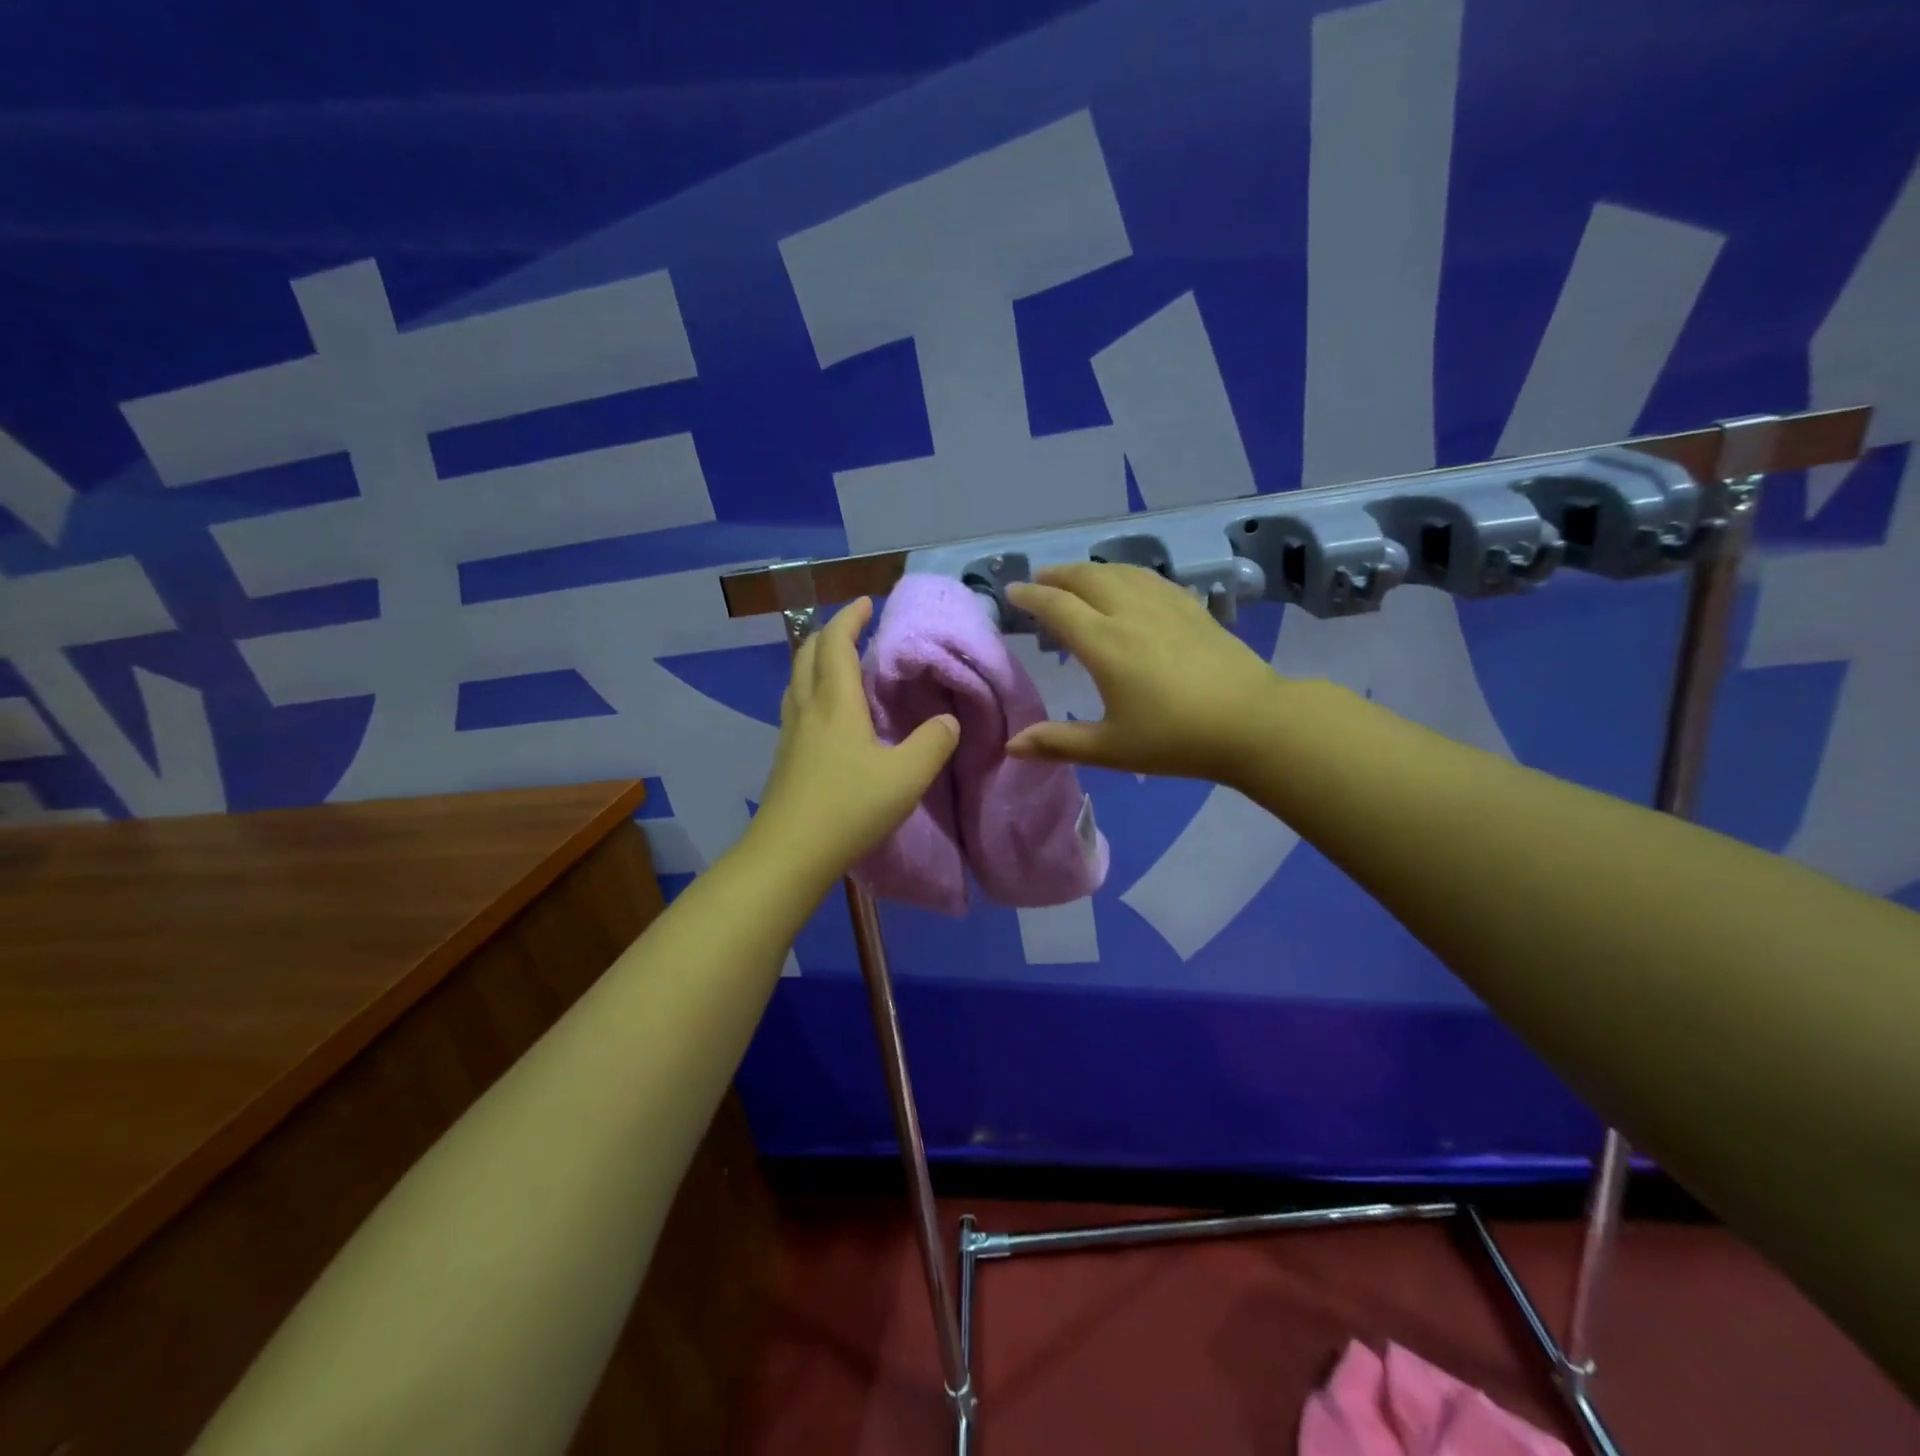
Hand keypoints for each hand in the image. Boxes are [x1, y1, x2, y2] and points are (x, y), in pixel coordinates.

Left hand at [750, 597, 959, 881]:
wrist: (789, 854)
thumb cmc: (849, 807)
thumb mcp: (906, 776)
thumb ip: (933, 743)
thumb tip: (948, 720)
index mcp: (835, 703)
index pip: (837, 644)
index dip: (850, 619)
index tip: (866, 603)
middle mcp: (807, 709)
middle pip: (807, 655)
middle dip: (828, 634)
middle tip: (853, 630)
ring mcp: (790, 735)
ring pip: (797, 681)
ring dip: (815, 662)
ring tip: (839, 666)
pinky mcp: (784, 759)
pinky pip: (796, 707)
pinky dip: (811, 692)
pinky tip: (827, 716)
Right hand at [1005, 564, 1277, 783]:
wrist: (1252, 722)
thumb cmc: (1176, 739)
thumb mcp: (1111, 748)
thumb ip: (1058, 743)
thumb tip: (1012, 746)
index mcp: (1104, 643)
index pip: (1057, 607)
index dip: (1030, 596)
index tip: (1011, 591)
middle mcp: (1130, 613)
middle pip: (1086, 578)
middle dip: (1057, 575)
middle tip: (1039, 581)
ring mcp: (1165, 606)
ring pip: (1119, 571)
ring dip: (1090, 570)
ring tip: (1076, 578)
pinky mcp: (1192, 608)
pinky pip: (1149, 578)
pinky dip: (1125, 574)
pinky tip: (1128, 585)